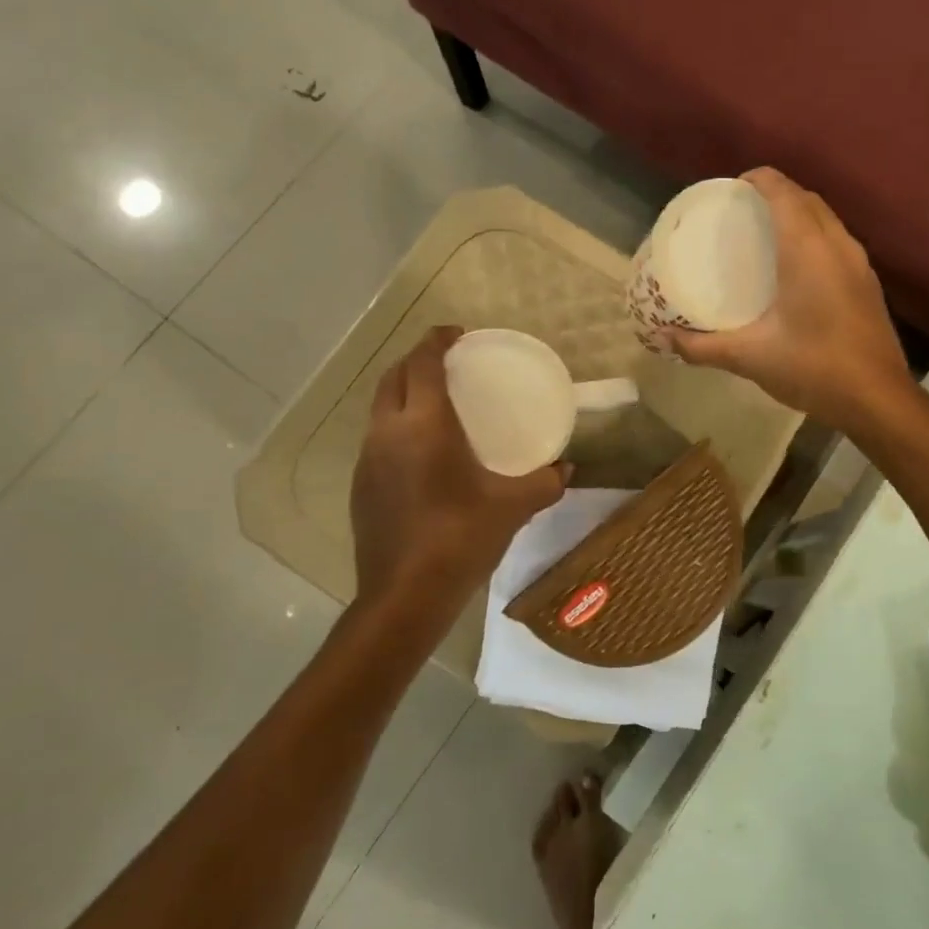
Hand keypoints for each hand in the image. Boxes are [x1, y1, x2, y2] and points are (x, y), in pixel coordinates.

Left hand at [349, 327, 568, 626]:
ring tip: (436, 401)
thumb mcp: (514, 507)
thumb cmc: (461, 538)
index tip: (457, 333)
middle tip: (448, 362)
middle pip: (394, 376)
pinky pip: (378, 438)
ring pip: (381, 407)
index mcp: (424, 425)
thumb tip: (567, 468)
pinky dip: (397, 426)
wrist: (405, 594)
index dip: (437, 340)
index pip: (423, 363)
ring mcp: (367, 460)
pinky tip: (422, 452)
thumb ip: (546, 482)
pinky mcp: (360, 486)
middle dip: (417, 359)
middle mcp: (388, 432)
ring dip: (404, 392)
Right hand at [668, 168, 914, 431]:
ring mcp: (859, 263)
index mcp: (807, 249)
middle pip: (807, 199)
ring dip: (799, 215)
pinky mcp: (868, 284)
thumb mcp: (750, 357)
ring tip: (767, 236)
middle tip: (742, 213)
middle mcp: (837, 245)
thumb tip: (662, 339)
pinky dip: (815, 238)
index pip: (783, 191)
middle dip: (776, 194)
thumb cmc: (812, 367)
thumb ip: (702, 346)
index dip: (757, 180)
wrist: (877, 399)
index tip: (731, 189)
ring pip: (827, 220)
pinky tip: (797, 270)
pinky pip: (838, 242)